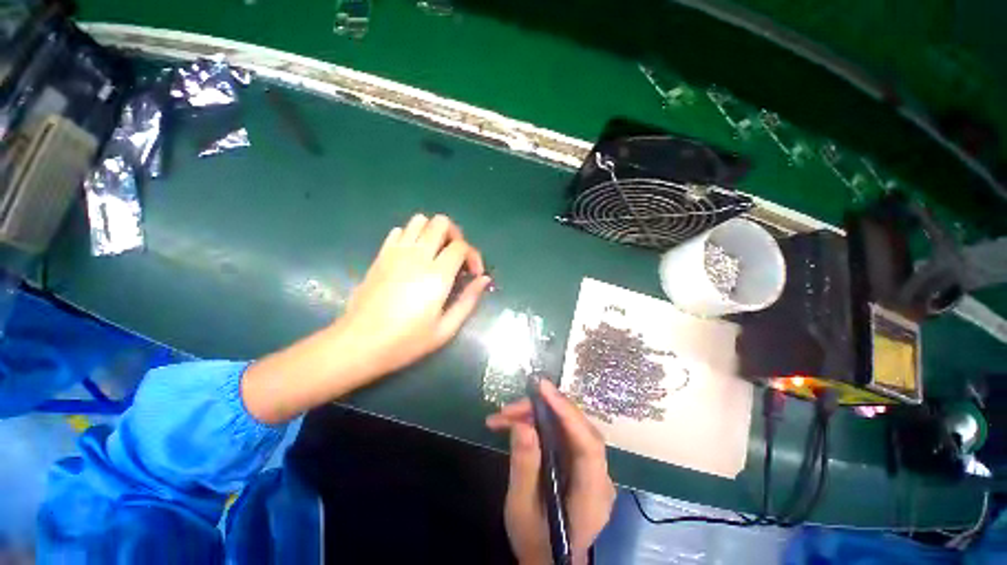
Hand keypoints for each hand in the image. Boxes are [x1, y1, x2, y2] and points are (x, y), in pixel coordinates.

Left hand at [242, 214, 489, 423]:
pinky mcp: (381, 256)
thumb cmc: (406, 341)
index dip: (473, 256)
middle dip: (455, 236)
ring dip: (433, 232)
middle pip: (441, 223)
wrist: (359, 343)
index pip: (461, 246)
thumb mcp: (446, 328)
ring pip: (419, 221)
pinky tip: (414, 256)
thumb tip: (483, 280)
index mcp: (437, 275)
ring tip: (437, 253)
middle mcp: (417, 256)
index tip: (474, 274)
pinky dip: (412, 236)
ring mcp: (396, 253)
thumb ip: (468, 300)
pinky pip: (399, 231)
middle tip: (456, 258)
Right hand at [486, 380, 615, 564]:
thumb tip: (523, 423)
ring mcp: (593, 469)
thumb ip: (524, 467)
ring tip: (505, 416)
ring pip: (568, 428)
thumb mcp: (521, 508)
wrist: (547, 561)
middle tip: (511, 408)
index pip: (588, 444)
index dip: (567, 412)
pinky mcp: (581, 464)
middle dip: (544, 410)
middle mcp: (600, 477)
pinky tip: (518, 423)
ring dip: (537, 415)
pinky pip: (563, 435)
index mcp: (593, 495)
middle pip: (577, 430)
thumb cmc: (535, 542)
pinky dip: (540, 424)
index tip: (542, 389)